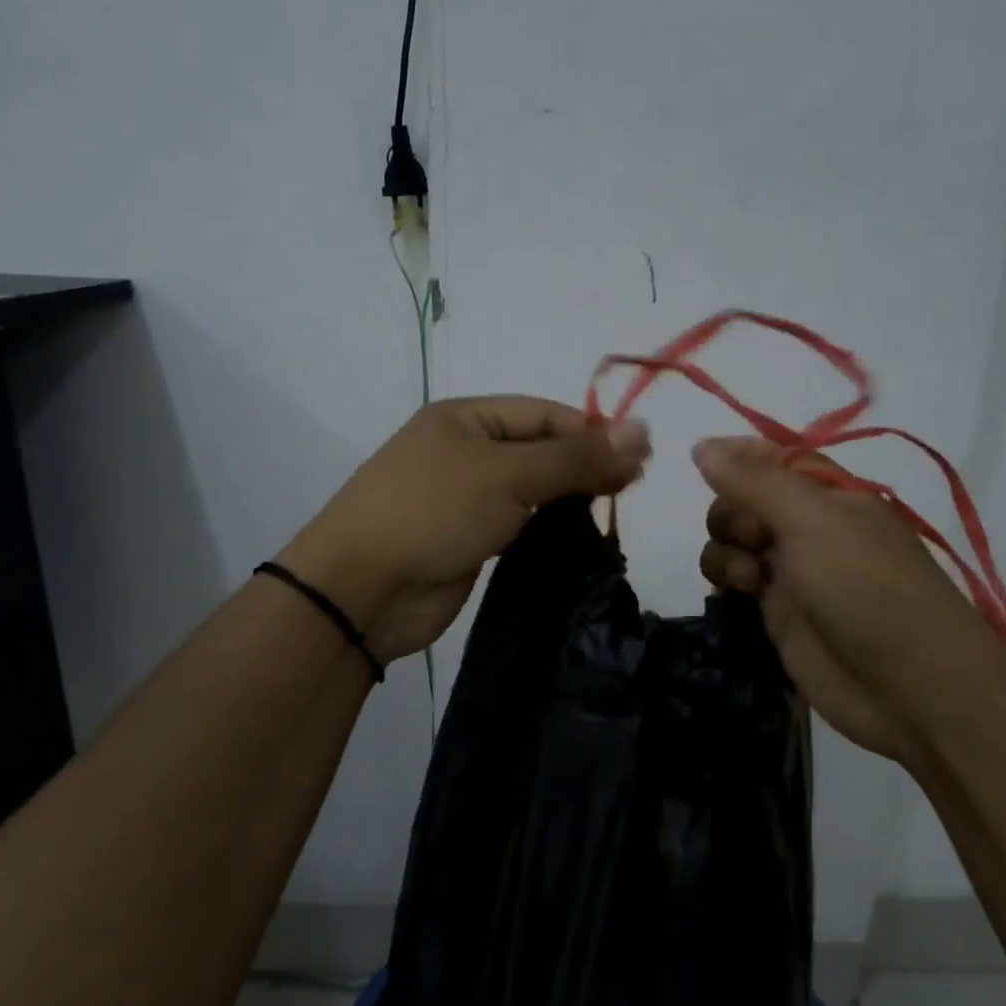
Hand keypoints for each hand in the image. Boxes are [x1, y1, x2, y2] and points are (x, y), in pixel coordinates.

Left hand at [280, 398, 649, 664]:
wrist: (361, 591)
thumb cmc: (432, 512)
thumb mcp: (507, 475)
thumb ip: (576, 458)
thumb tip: (644, 431)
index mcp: (465, 418)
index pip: (545, 414)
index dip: (592, 433)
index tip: (639, 461)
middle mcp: (465, 452)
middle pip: (540, 451)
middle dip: (584, 468)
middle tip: (631, 491)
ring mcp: (465, 500)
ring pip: (532, 492)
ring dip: (568, 502)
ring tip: (611, 517)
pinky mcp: (468, 542)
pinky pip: (519, 527)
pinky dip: (548, 531)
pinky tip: (580, 543)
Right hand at [693, 437, 1005, 761]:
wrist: (909, 687)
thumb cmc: (867, 588)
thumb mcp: (813, 521)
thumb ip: (754, 481)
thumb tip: (702, 445)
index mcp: (831, 495)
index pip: (774, 458)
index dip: (738, 455)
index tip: (704, 460)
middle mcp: (810, 528)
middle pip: (744, 500)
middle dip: (732, 512)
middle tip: (753, 538)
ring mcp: (792, 572)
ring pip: (733, 541)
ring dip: (726, 550)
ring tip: (748, 578)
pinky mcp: (778, 614)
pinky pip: (734, 582)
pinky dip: (725, 581)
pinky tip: (737, 593)